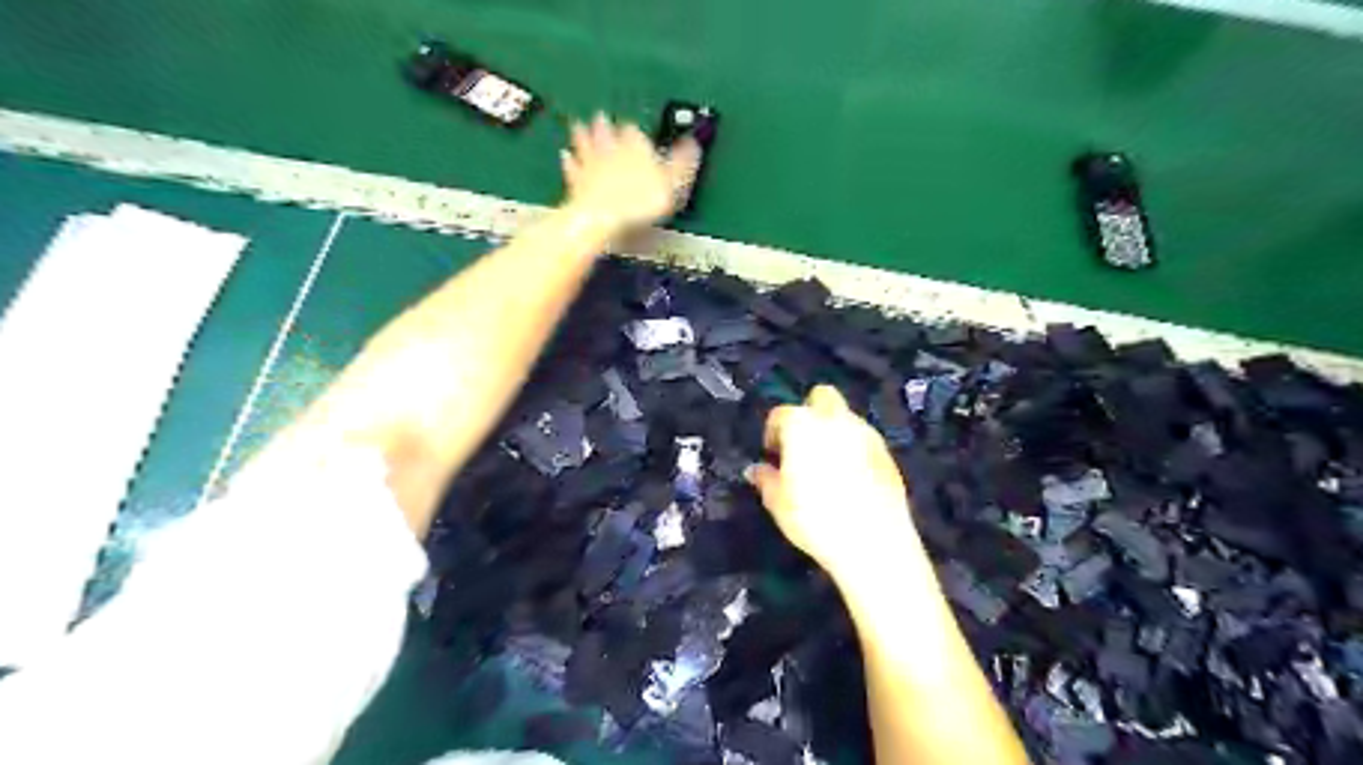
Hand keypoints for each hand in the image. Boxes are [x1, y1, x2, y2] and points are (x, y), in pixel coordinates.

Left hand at [563, 110, 701, 229]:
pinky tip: (565, 155)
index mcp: (636, 145)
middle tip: (601, 114)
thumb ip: (682, 162)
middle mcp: (610, 149)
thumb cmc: (639, 201)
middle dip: (606, 124)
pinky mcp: (576, 183)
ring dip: (583, 134)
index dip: (637, 130)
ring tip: (579, 124)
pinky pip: (572, 167)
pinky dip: (569, 161)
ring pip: (586, 144)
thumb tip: (694, 145)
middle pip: (607, 132)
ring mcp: (591, 165)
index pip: (636, 130)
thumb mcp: (673, 182)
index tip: (637, 127)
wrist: (602, 217)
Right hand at [744, 389, 924, 585]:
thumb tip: (757, 469)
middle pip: (821, 396)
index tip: (772, 453)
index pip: (781, 414)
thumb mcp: (778, 502)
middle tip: (801, 442)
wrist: (874, 541)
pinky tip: (849, 476)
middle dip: (809, 410)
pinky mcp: (887, 452)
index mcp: (803, 425)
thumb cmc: (815, 518)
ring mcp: (866, 433)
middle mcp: (835, 419)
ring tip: (826, 462)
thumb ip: (765, 479)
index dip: (772, 432)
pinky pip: (864, 439)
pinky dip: (853, 447)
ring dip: (833, 430)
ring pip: (845, 417)